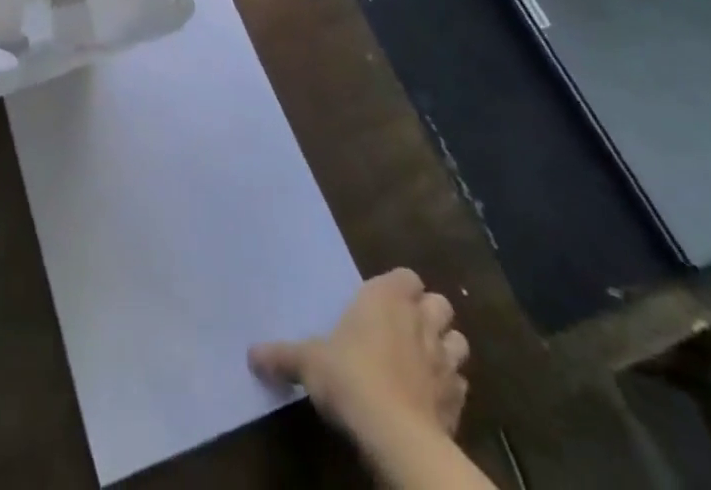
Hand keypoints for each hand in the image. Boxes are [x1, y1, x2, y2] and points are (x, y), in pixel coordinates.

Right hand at [249, 270, 469, 442]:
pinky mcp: (458, 402)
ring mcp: (444, 361)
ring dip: (445, 349)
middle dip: (429, 314)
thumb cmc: (349, 376)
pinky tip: (432, 400)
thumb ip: (282, 355)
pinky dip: (450, 390)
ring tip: (425, 362)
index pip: (406, 276)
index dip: (399, 287)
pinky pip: (460, 387)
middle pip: (440, 303)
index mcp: (386, 297)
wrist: (395, 435)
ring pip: (458, 342)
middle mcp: (420, 320)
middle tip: (406, 329)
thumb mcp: (307, 362)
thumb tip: (250, 354)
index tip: (382, 302)